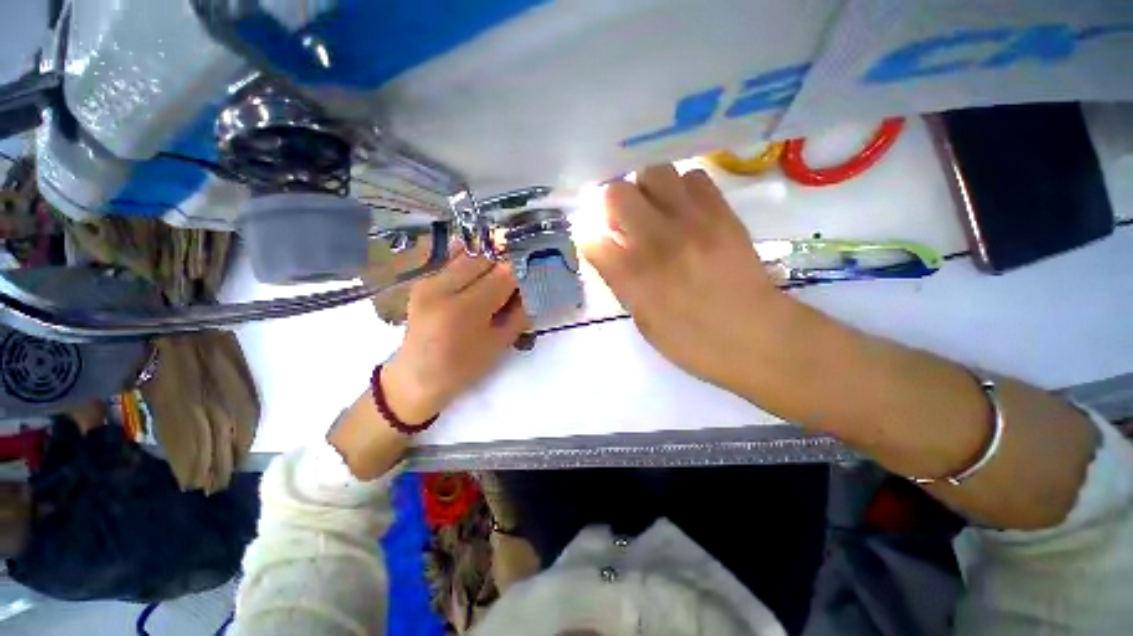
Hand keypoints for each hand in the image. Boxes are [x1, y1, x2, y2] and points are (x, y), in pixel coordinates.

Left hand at [383, 248, 527, 422]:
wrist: (417, 376)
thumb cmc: (463, 367)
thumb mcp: (499, 344)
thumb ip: (519, 313)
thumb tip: (532, 287)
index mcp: (463, 310)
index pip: (503, 274)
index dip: (522, 272)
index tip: (533, 277)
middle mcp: (442, 288)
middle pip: (485, 258)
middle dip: (505, 265)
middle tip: (516, 279)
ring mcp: (428, 281)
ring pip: (469, 255)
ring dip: (489, 263)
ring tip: (497, 280)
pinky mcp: (423, 280)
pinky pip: (454, 262)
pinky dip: (472, 264)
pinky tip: (479, 276)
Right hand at [579, 164, 792, 389]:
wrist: (758, 337)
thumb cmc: (692, 341)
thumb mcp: (643, 322)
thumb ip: (620, 282)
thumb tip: (607, 250)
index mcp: (633, 277)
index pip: (591, 238)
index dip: (590, 239)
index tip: (599, 245)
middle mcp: (657, 242)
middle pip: (615, 193)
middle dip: (612, 205)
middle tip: (624, 221)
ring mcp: (691, 222)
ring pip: (653, 173)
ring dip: (645, 190)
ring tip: (654, 210)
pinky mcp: (722, 213)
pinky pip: (694, 177)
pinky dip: (682, 188)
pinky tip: (685, 210)